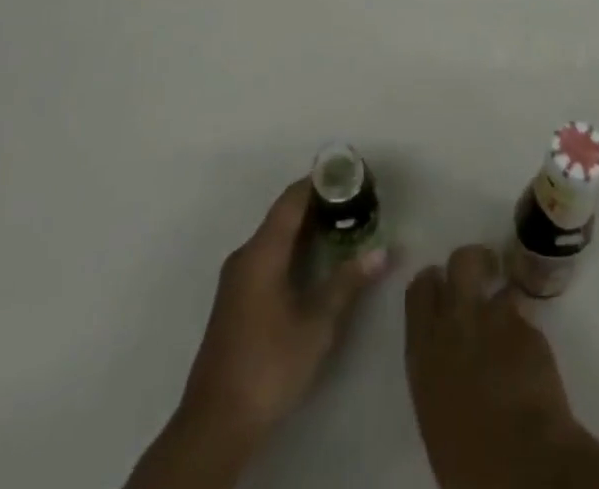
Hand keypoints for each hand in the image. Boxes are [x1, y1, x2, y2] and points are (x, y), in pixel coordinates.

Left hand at [179, 178, 387, 439]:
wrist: (215, 423)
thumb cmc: (269, 364)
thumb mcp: (316, 324)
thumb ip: (348, 283)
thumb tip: (383, 251)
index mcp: (262, 251)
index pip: (293, 199)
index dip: (321, 181)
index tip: (352, 173)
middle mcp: (246, 255)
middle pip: (284, 214)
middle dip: (319, 203)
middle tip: (356, 199)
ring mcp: (237, 278)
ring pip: (276, 236)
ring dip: (307, 227)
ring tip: (344, 224)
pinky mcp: (237, 300)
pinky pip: (269, 256)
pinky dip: (295, 247)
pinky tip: (316, 261)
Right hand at [403, 245, 579, 488]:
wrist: (522, 466)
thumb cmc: (468, 461)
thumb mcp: (434, 412)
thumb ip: (437, 371)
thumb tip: (447, 363)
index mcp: (424, 348)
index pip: (419, 288)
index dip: (432, 283)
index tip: (441, 288)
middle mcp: (457, 321)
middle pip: (460, 261)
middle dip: (471, 262)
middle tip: (481, 276)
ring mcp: (496, 319)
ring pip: (499, 285)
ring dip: (503, 300)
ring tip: (509, 324)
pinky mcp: (531, 328)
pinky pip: (526, 318)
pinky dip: (526, 334)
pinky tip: (529, 361)